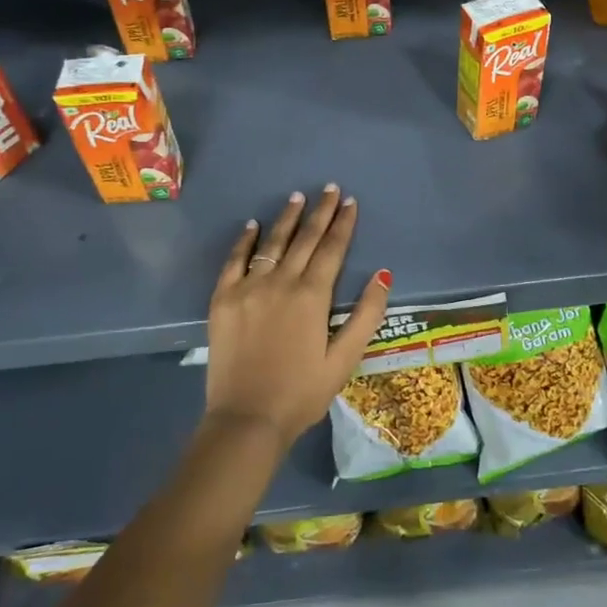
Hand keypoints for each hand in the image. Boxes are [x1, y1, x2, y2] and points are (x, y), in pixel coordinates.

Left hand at [205, 184, 391, 449]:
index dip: (343, 223)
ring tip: (297, 197)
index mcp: (312, 296)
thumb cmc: (301, 392)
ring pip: (271, 243)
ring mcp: (248, 288)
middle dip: (320, 211)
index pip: (332, 248)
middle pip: (304, 238)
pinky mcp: (223, 299)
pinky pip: (234, 261)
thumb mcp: (345, 359)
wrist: (246, 419)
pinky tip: (252, 225)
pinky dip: (244, 241)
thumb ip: (366, 315)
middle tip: (329, 188)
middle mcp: (281, 282)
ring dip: (287, 218)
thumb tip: (383, 274)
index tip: (350, 201)